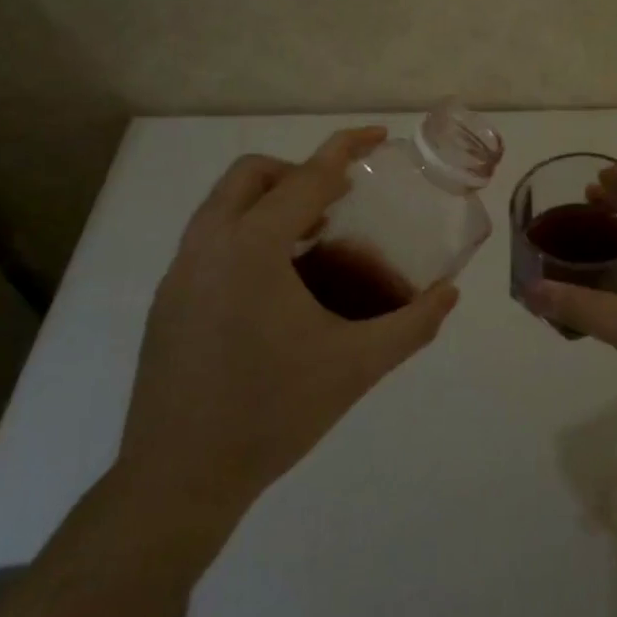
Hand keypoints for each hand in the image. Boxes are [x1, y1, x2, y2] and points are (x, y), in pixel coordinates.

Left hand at [117, 127, 459, 519]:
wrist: (180, 479)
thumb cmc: (273, 413)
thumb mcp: (356, 366)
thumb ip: (411, 324)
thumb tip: (449, 294)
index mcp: (252, 248)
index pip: (307, 178)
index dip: (345, 149)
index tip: (377, 136)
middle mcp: (207, 246)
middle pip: (251, 175)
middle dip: (298, 172)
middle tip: (339, 201)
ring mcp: (179, 273)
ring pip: (222, 205)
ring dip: (268, 202)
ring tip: (312, 240)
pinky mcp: (166, 301)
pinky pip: (209, 239)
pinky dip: (245, 233)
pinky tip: (275, 286)